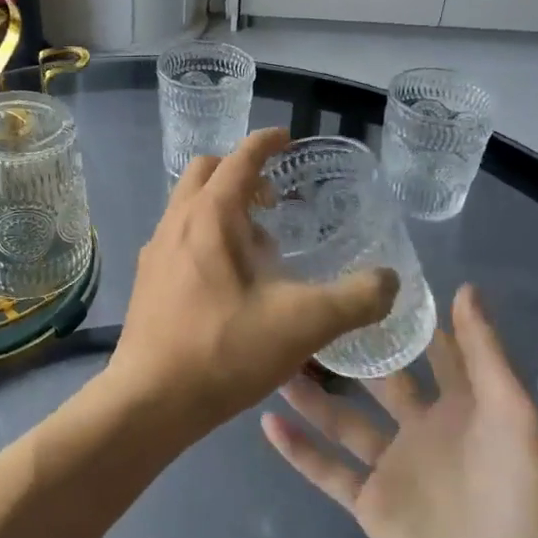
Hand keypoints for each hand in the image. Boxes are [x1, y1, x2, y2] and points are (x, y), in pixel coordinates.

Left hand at [107, 127, 399, 433]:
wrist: (151, 399)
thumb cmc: (224, 350)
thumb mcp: (303, 323)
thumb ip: (355, 298)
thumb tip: (390, 281)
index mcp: (209, 216)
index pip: (239, 159)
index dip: (265, 143)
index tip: (287, 139)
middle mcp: (176, 221)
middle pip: (205, 172)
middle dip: (240, 172)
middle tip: (275, 199)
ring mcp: (156, 250)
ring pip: (188, 205)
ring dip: (222, 206)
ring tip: (258, 244)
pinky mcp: (148, 278)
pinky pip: (179, 235)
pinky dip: (205, 233)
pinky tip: (229, 279)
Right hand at [262, 283, 537, 537]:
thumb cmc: (520, 494)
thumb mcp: (511, 412)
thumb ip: (483, 352)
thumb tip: (462, 287)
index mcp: (462, 408)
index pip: (430, 352)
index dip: (404, 320)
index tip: (366, 282)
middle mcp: (423, 431)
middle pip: (376, 382)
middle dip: (347, 352)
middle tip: (303, 314)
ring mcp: (393, 468)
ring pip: (342, 420)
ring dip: (311, 393)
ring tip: (273, 359)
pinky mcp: (371, 505)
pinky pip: (327, 469)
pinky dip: (298, 448)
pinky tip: (267, 420)